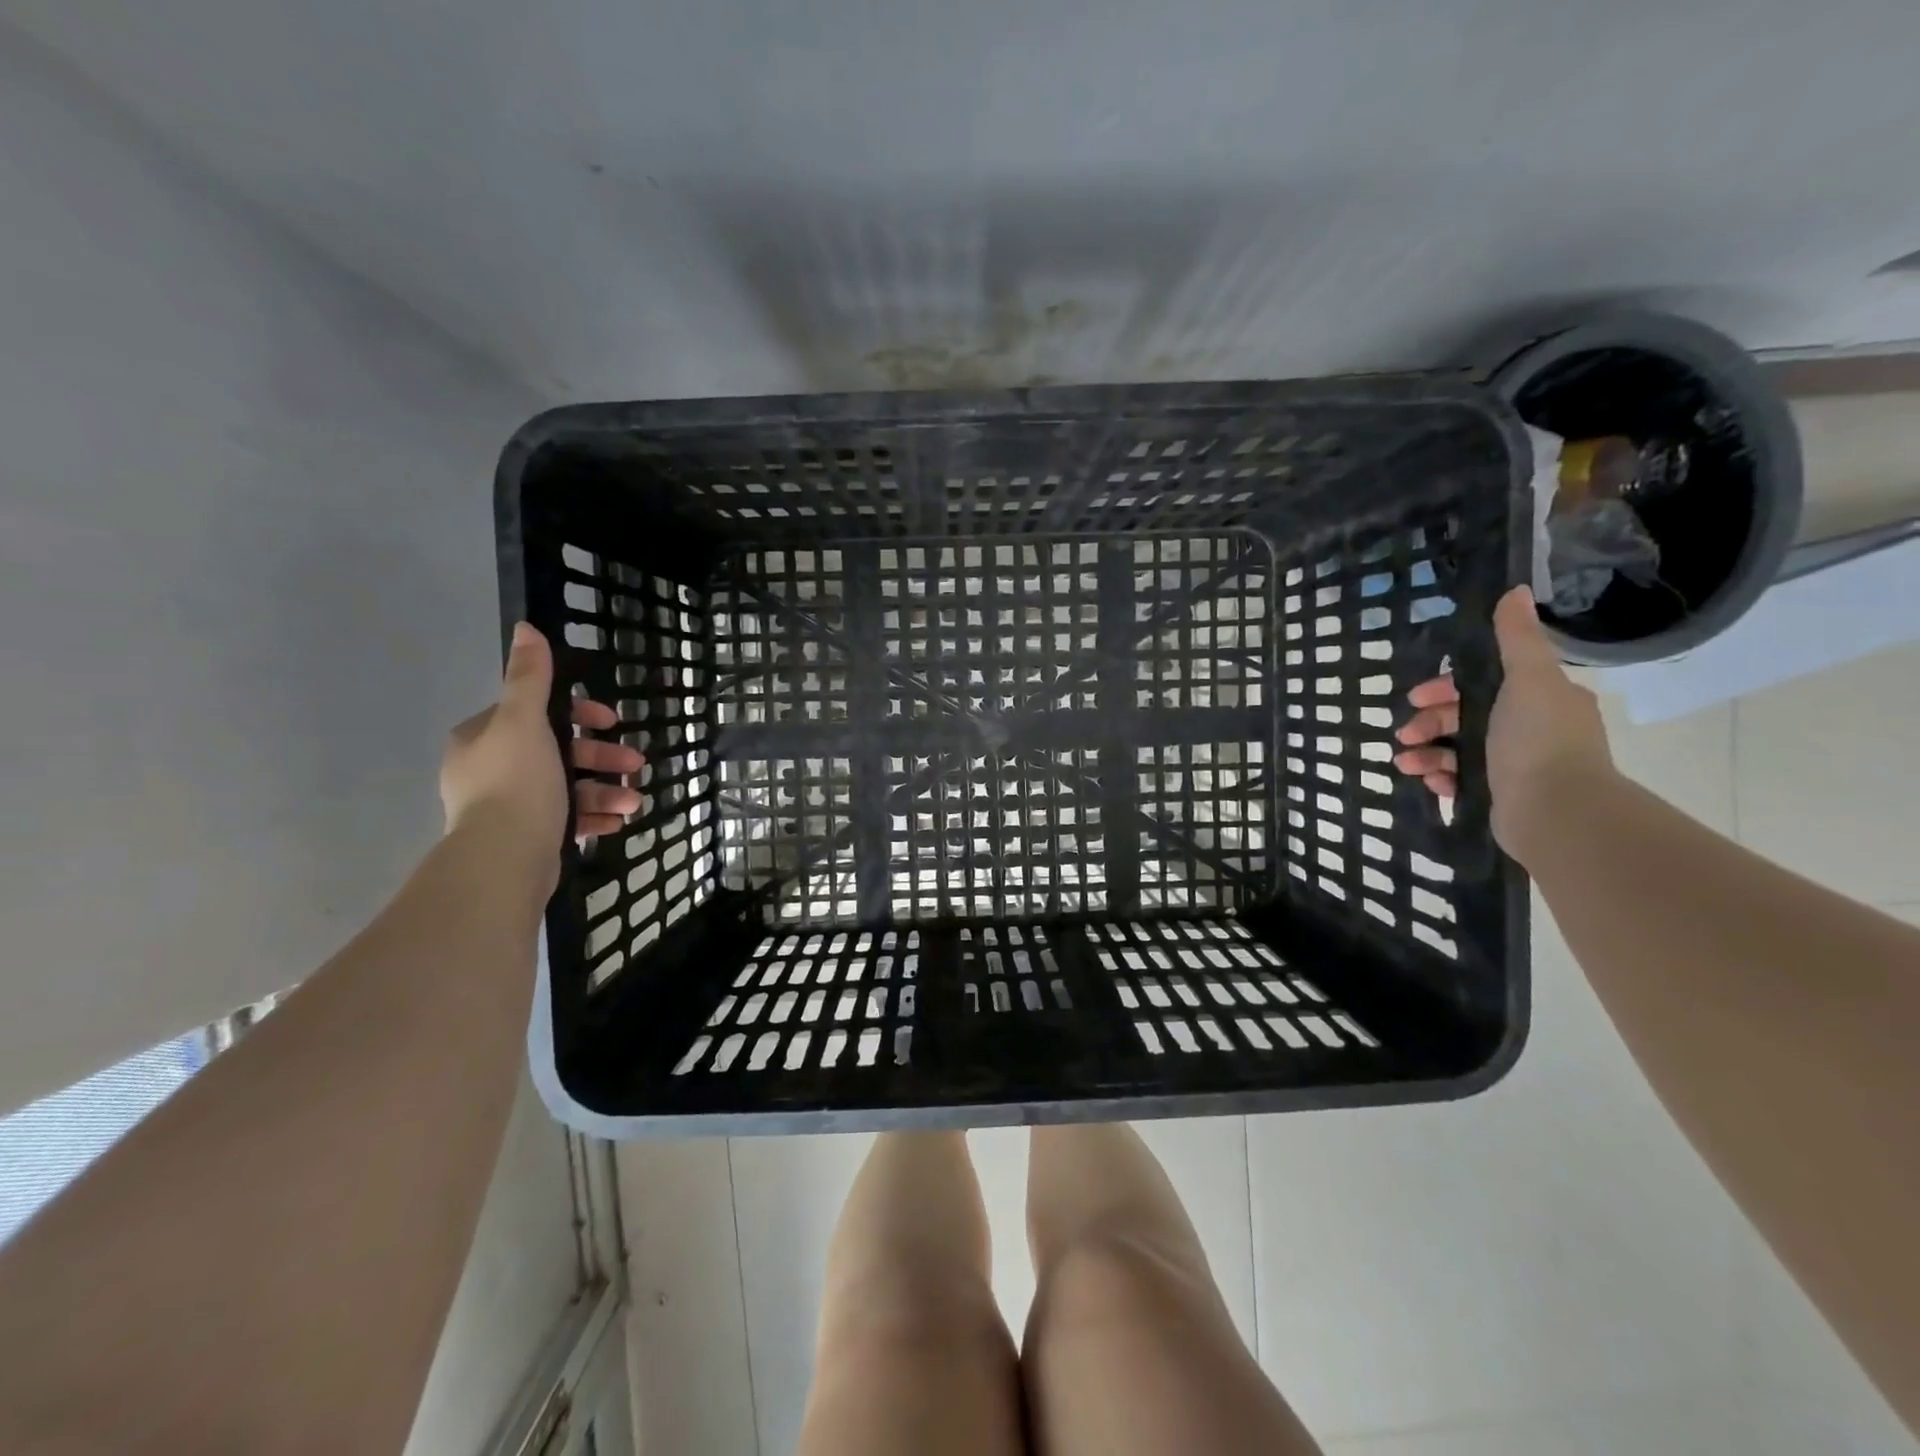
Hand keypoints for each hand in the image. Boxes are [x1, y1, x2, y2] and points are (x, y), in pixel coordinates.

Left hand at [441, 623, 644, 860]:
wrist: (503, 858)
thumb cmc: (517, 781)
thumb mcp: (525, 721)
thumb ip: (529, 677)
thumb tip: (526, 628)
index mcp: (485, 738)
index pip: (537, 713)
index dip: (580, 714)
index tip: (611, 722)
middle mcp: (491, 768)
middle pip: (559, 752)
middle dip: (602, 758)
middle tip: (636, 764)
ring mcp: (509, 806)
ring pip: (568, 788)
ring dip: (607, 791)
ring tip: (634, 802)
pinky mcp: (527, 836)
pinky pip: (567, 819)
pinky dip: (595, 817)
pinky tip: (619, 822)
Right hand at [1393, 586, 1613, 857]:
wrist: (1556, 812)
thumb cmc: (1538, 740)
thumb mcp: (1527, 680)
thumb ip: (1516, 639)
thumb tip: (1515, 590)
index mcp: (1541, 698)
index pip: (1483, 683)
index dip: (1445, 687)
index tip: (1417, 698)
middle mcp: (1531, 729)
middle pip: (1464, 717)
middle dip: (1429, 722)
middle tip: (1405, 734)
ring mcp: (1516, 765)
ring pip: (1456, 749)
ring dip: (1426, 752)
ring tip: (1406, 763)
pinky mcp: (1500, 795)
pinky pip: (1459, 779)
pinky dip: (1439, 777)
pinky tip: (1427, 781)